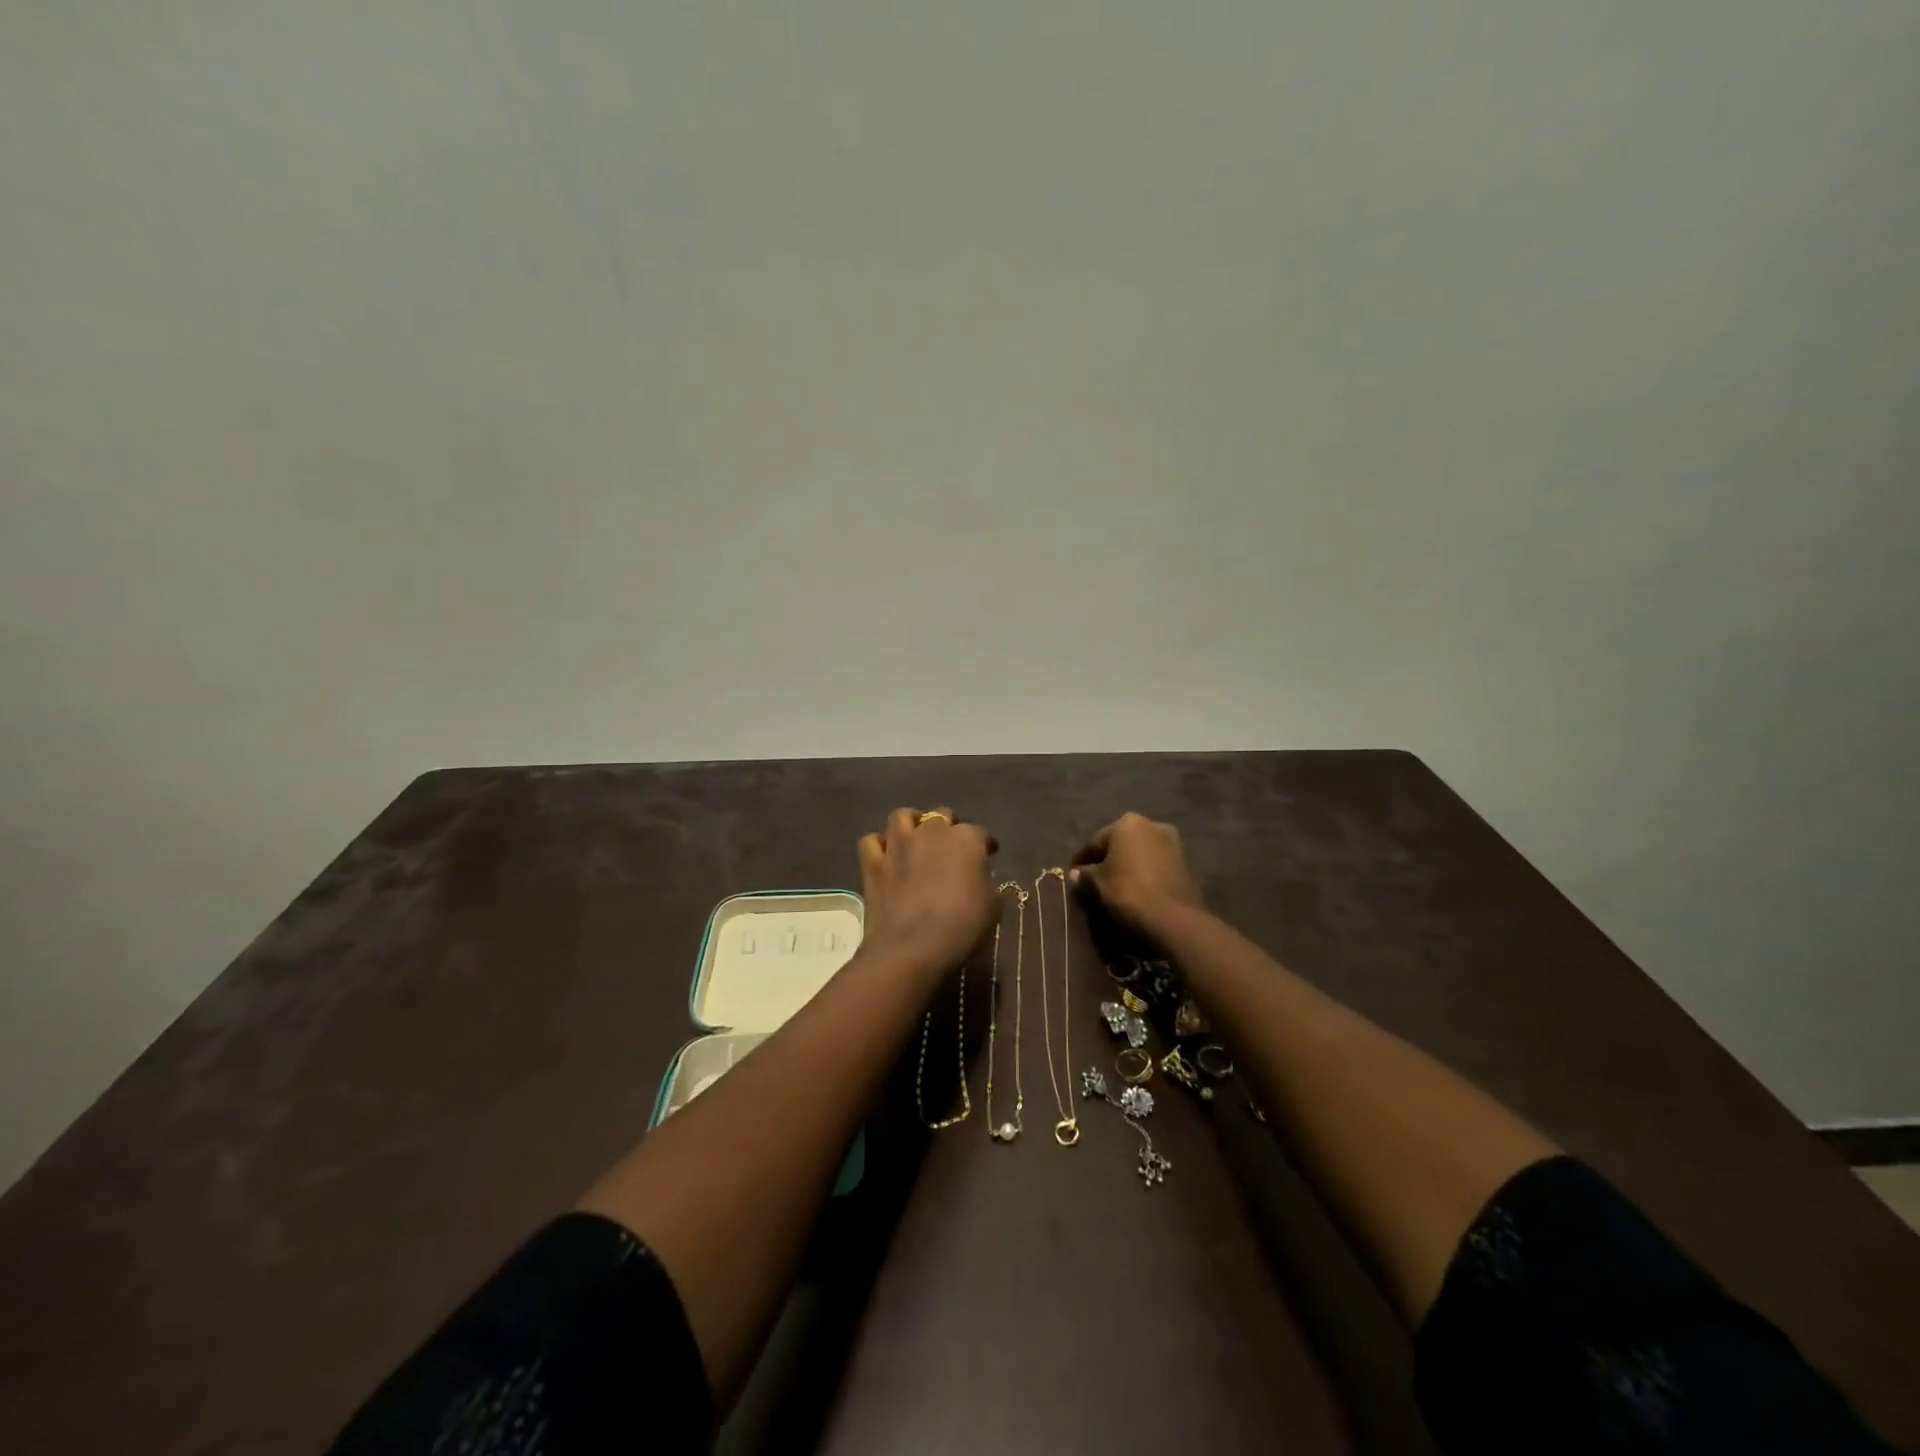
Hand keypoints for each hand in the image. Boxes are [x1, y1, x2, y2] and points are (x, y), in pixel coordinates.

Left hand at [857, 807, 999, 974]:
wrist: (912, 948)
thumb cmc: (961, 927)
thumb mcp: (992, 908)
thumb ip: (987, 885)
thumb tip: (979, 880)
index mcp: (966, 840)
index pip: (980, 833)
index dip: (985, 843)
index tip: (989, 853)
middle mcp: (932, 831)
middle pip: (941, 816)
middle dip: (948, 827)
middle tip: (951, 846)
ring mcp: (898, 844)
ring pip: (902, 816)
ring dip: (911, 823)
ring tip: (916, 837)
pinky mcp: (873, 863)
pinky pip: (872, 842)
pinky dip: (880, 845)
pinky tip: (886, 855)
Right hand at [1069, 812, 1205, 933]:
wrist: (1173, 917)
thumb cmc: (1128, 891)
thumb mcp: (1098, 883)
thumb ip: (1085, 875)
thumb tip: (1076, 873)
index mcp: (1127, 823)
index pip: (1095, 842)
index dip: (1081, 859)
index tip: (1072, 873)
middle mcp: (1152, 825)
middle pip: (1120, 844)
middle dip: (1107, 859)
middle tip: (1093, 878)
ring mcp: (1172, 843)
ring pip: (1140, 853)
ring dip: (1127, 866)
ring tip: (1114, 885)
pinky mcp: (1185, 864)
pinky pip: (1155, 866)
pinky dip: (1144, 874)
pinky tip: (1136, 889)